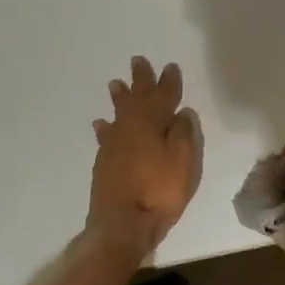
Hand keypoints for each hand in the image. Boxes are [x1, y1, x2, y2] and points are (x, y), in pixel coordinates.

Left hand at [89, 57, 202, 253]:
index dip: (168, 81)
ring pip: (118, 113)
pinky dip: (105, 126)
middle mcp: (130, 126)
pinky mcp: (104, 161)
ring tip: (115, 84)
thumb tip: (181, 112)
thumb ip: (184, 133)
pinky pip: (106, 134)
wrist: (122, 223)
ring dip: (119, 97)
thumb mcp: (183, 160)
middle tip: (138, 61)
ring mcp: (113, 144)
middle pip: (136, 97)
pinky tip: (101, 124)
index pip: (163, 95)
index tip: (170, 67)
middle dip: (140, 80)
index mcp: (152, 122)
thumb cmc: (159, 190)